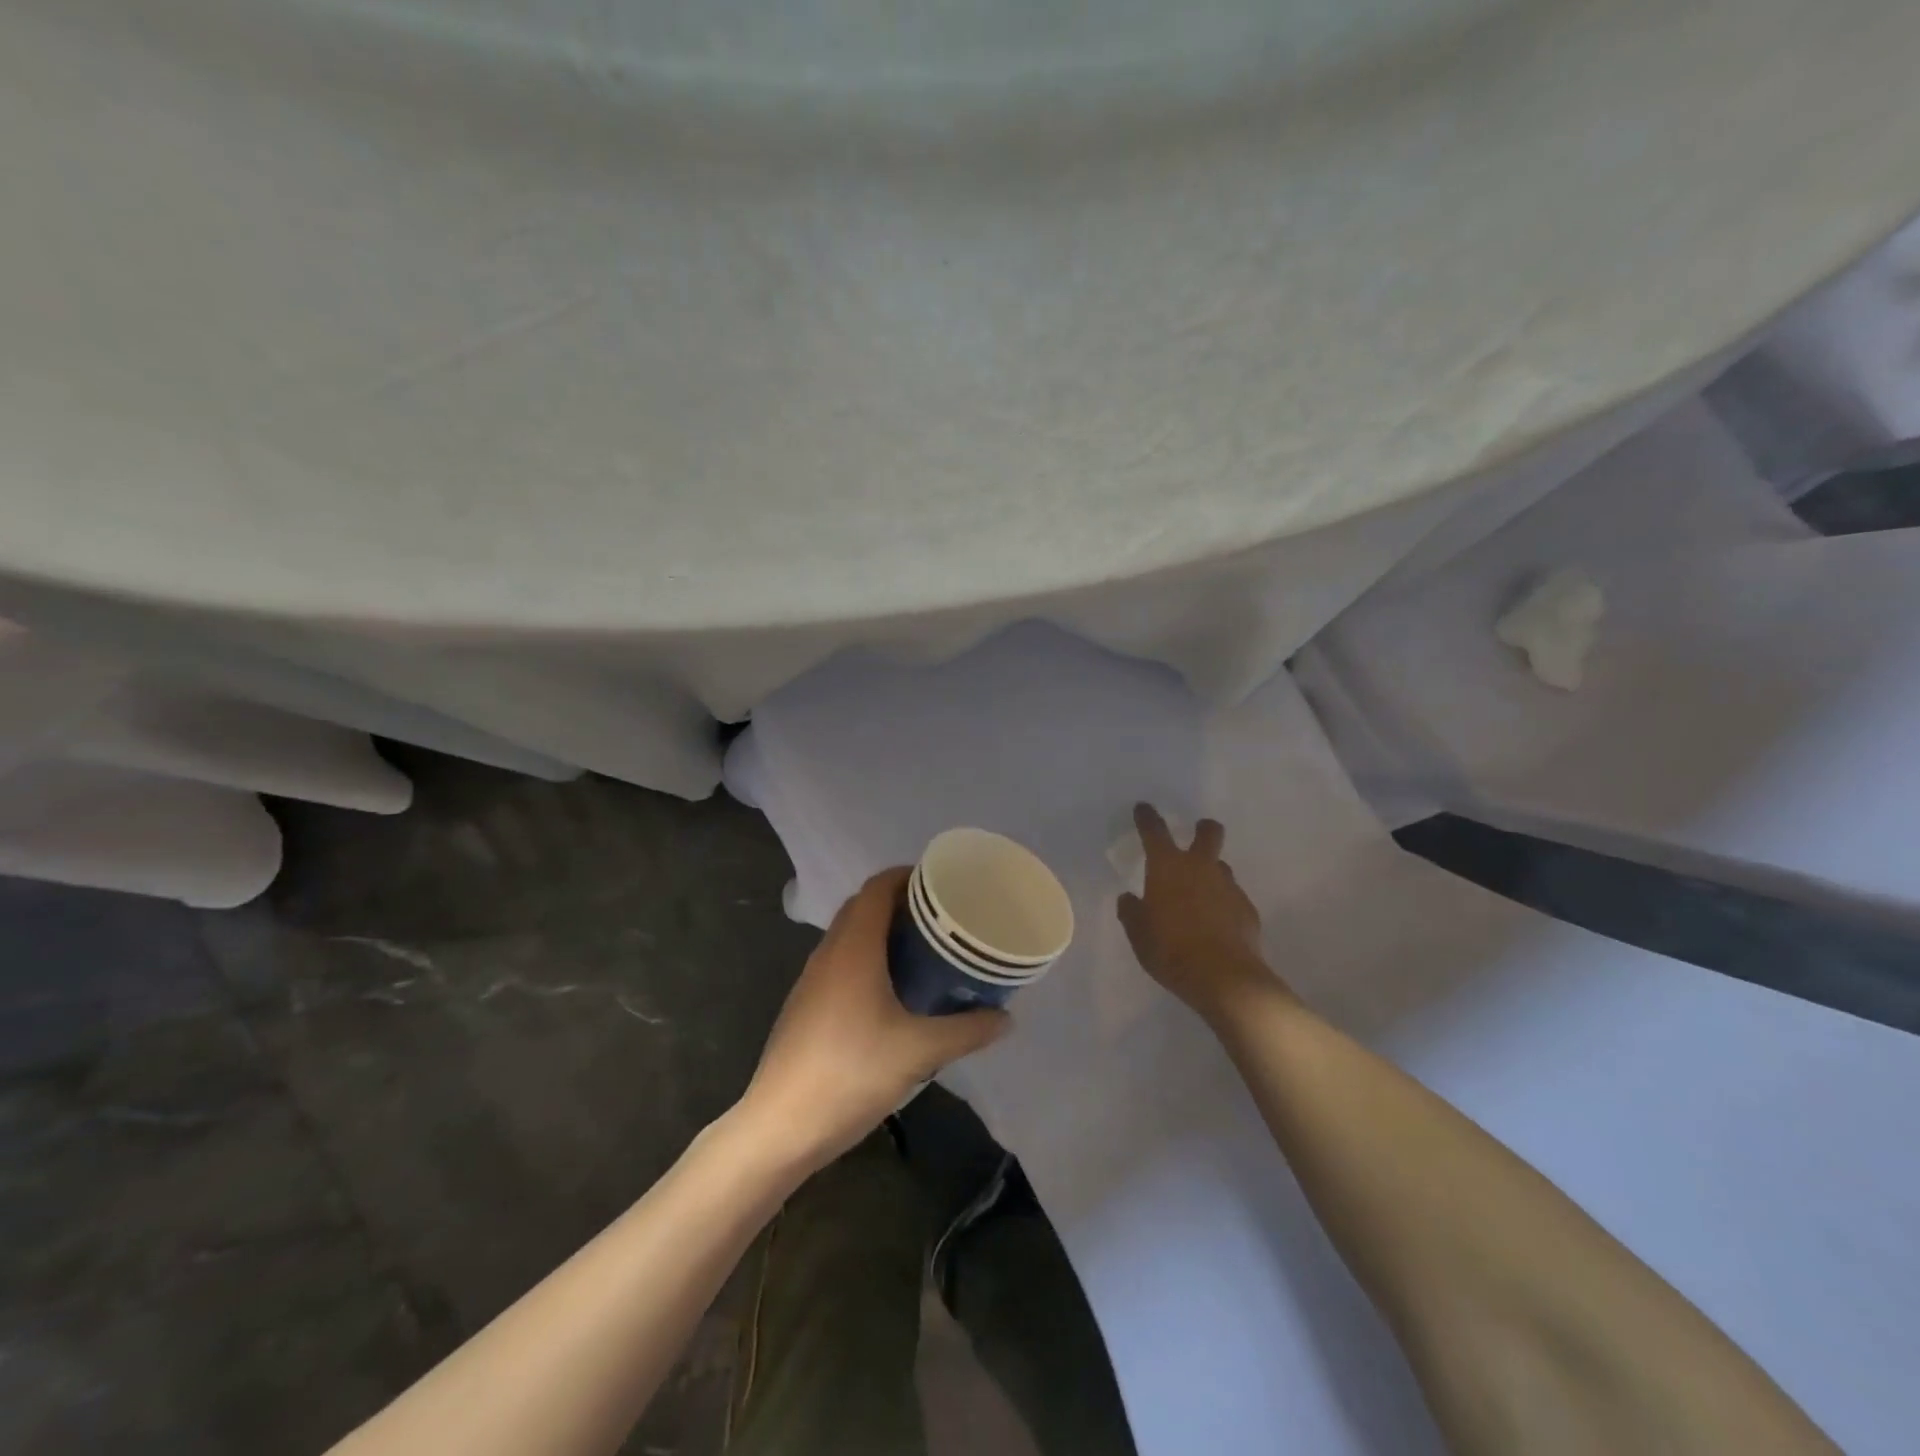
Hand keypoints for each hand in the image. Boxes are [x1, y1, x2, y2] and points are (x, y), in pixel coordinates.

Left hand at [740, 868, 1010, 1165]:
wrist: (780, 1126)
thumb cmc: (850, 1074)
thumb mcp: (919, 1052)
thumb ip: (966, 1031)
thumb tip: (1005, 1019)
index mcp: (853, 948)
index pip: (877, 887)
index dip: (907, 876)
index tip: (941, 883)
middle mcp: (828, 953)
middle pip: (863, 907)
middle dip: (900, 903)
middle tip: (941, 918)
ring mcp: (811, 980)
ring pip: (849, 936)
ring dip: (882, 932)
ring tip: (923, 951)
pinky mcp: (805, 1006)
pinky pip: (840, 963)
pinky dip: (867, 959)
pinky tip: (892, 993)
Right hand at [1117, 804, 1287, 1023]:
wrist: (1224, 977)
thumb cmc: (1170, 950)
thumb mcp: (1138, 934)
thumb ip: (1132, 912)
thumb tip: (1129, 899)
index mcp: (1167, 867)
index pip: (1155, 831)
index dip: (1148, 818)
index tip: (1144, 808)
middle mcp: (1201, 868)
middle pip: (1208, 833)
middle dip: (1203, 829)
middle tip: (1198, 833)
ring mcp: (1228, 886)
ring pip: (1221, 866)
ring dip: (1211, 872)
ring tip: (1201, 894)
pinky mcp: (1247, 909)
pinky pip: (1232, 897)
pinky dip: (1223, 903)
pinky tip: (1217, 923)